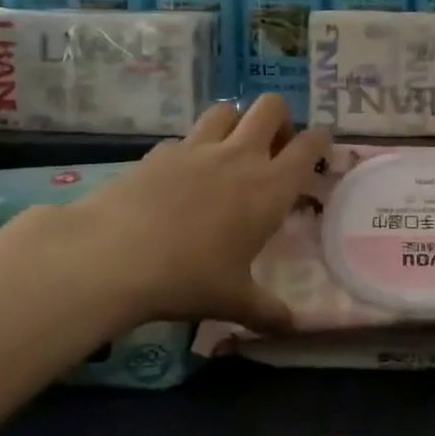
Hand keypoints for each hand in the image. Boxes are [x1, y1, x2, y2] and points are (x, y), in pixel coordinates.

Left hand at [66, 95, 329, 332]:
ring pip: (227, 110)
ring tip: (230, 152)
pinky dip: (192, 149)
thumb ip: (267, 311)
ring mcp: (197, 148)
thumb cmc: (189, 277)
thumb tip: (292, 328)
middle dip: (280, 119)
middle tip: (274, 148)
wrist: (114, 255)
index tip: (319, 149)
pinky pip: (185, 138)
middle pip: (271, 107)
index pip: (308, 145)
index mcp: (270, 187)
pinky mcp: (160, 151)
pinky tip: (181, 177)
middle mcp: (239, 156)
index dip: (319, 141)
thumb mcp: (233, 300)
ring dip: (236, 123)